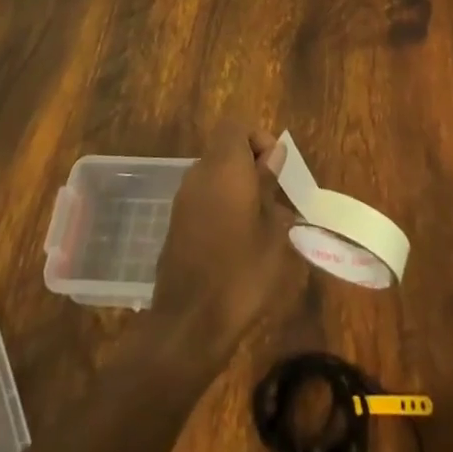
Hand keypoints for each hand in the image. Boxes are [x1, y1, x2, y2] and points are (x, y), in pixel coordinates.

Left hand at [151, 121, 302, 357]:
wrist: (189, 324)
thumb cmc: (241, 274)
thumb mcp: (272, 232)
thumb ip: (270, 187)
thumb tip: (273, 157)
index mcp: (224, 167)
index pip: (236, 127)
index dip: (258, 139)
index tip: (276, 170)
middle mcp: (199, 173)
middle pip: (225, 149)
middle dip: (250, 165)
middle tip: (273, 199)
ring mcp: (183, 198)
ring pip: (214, 174)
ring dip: (236, 186)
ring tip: (260, 224)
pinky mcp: (176, 222)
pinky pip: (203, 197)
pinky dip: (221, 205)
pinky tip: (237, 242)